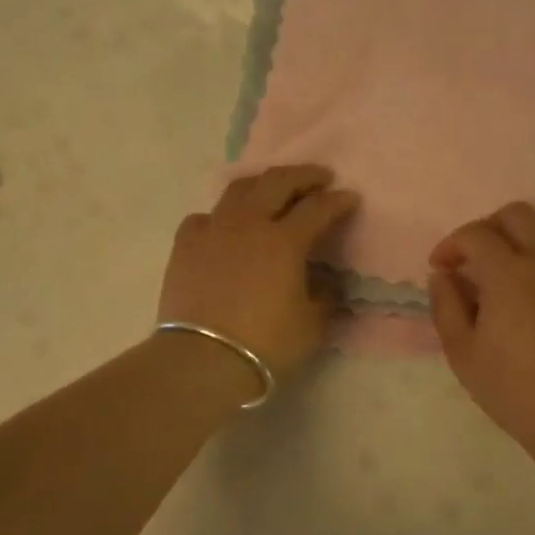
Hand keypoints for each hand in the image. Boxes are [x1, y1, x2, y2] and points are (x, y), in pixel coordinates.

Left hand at [158, 165, 358, 376]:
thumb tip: (328, 281)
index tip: (350, 198)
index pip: (318, 208)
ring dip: (262, 184)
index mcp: (284, 241)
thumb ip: (324, 296)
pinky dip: (221, 216)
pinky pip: (205, 217)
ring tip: (273, 190)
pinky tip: (225, 227)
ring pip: (238, 189)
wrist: (202, 360)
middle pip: (277, 182)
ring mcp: (213, 230)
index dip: (338, 201)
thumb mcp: (311, 325)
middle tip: (319, 177)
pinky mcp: (184, 245)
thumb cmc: (265, 344)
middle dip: (304, 175)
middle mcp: (248, 224)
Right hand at [429, 202, 534, 449]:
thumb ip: (446, 305)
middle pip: (516, 214)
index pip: (474, 234)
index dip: (451, 245)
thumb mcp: (461, 351)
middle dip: (488, 228)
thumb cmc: (512, 387)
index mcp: (507, 272)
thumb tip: (442, 274)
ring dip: (527, 231)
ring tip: (514, 260)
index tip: (441, 268)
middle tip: (475, 259)